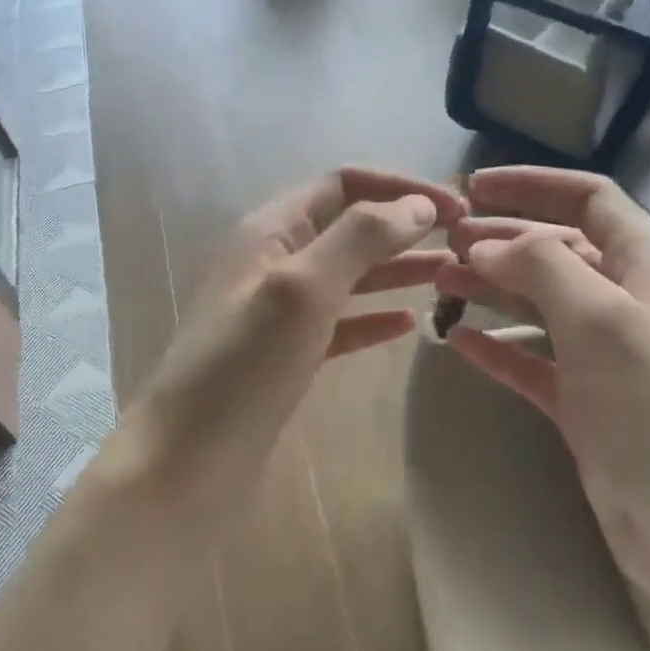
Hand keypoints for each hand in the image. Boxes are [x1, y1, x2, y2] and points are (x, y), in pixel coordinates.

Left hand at [126, 167, 465, 529]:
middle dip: (404, 226)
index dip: (398, 187)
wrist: (185, 465)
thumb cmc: (242, 368)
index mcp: (269, 232)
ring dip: (397, 269)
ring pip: (348, 276)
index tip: (455, 207)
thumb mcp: (301, 289)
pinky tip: (408, 324)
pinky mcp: (286, 359)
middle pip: (349, 228)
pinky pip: (339, 324)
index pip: (341, 185)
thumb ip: (359, 239)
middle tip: (465, 242)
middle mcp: (273, 264)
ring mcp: (278, 315)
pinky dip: (373, 318)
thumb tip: (418, 205)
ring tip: (452, 275)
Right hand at [437, 167, 649, 605]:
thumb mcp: (603, 320)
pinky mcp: (585, 404)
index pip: (589, 200)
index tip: (472, 187)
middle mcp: (627, 301)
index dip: (532, 185)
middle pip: (557, 250)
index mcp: (648, 265)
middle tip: (442, 244)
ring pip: (539, 304)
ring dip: (491, 289)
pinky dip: (496, 347)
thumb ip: (543, 266)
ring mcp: (606, 356)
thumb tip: (490, 244)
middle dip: (501, 240)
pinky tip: (456, 341)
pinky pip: (532, 360)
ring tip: (438, 285)